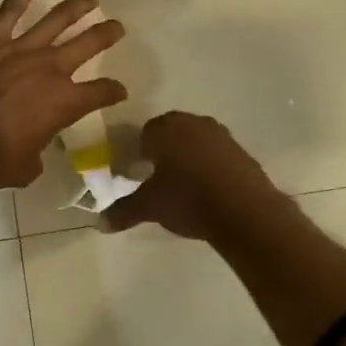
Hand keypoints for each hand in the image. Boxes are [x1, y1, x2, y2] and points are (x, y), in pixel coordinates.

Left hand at [0, 0, 127, 188]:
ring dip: (77, 6)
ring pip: (57, 19)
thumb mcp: (26, 167)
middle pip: (88, 44)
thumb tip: (33, 154)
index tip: (119, 90)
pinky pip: (11, 9)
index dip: (113, 91)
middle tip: (117, 27)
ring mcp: (21, 49)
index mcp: (65, 103)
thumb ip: (36, 155)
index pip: (101, 92)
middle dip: (106, 34)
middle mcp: (51, 69)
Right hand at [104, 111, 281, 240]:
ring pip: (196, 142)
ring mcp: (221, 135)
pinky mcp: (242, 151)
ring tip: (184, 187)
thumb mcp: (150, 207)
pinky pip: (217, 155)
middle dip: (164, 152)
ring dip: (189, 158)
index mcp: (165, 128)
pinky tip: (209, 191)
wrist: (245, 212)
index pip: (144, 133)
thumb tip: (100, 223)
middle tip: (158, 180)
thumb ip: (123, 211)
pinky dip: (210, 167)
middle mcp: (193, 123)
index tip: (138, 173)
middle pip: (171, 133)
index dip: (139, 152)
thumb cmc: (188, 199)